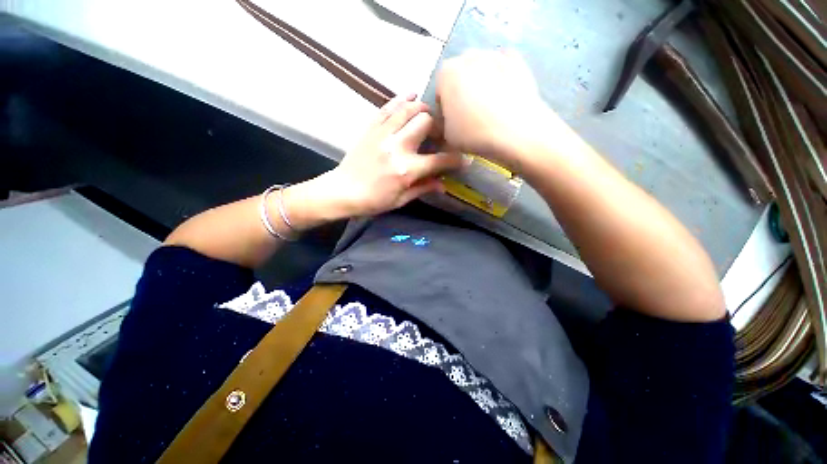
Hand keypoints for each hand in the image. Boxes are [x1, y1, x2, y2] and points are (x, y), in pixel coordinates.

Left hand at [291, 94, 462, 222]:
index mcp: (406, 170)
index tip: (464, 159)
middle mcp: (398, 147)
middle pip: (426, 123)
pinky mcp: (371, 128)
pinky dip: (401, 99)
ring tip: (428, 115)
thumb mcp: (401, 200)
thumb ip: (423, 189)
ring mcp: (383, 134)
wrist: (342, 191)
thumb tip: (443, 185)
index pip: (439, 160)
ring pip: (409, 109)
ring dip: (423, 109)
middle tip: (439, 135)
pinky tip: (411, 96)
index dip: (456, 160)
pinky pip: (388, 107)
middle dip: (438, 126)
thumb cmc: (373, 201)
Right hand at [436, 49, 559, 170]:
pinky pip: (502, 66)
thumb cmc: (474, 133)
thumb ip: (444, 122)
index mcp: (446, 74)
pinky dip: (501, 76)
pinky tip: (504, 94)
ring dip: (481, 83)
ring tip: (489, 106)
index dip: (445, 108)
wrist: (515, 131)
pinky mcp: (517, 60)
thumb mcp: (447, 135)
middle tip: (469, 113)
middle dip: (462, 91)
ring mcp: (494, 55)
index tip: (452, 121)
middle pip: (460, 75)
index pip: (440, 90)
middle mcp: (468, 56)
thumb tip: (450, 119)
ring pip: (481, 69)